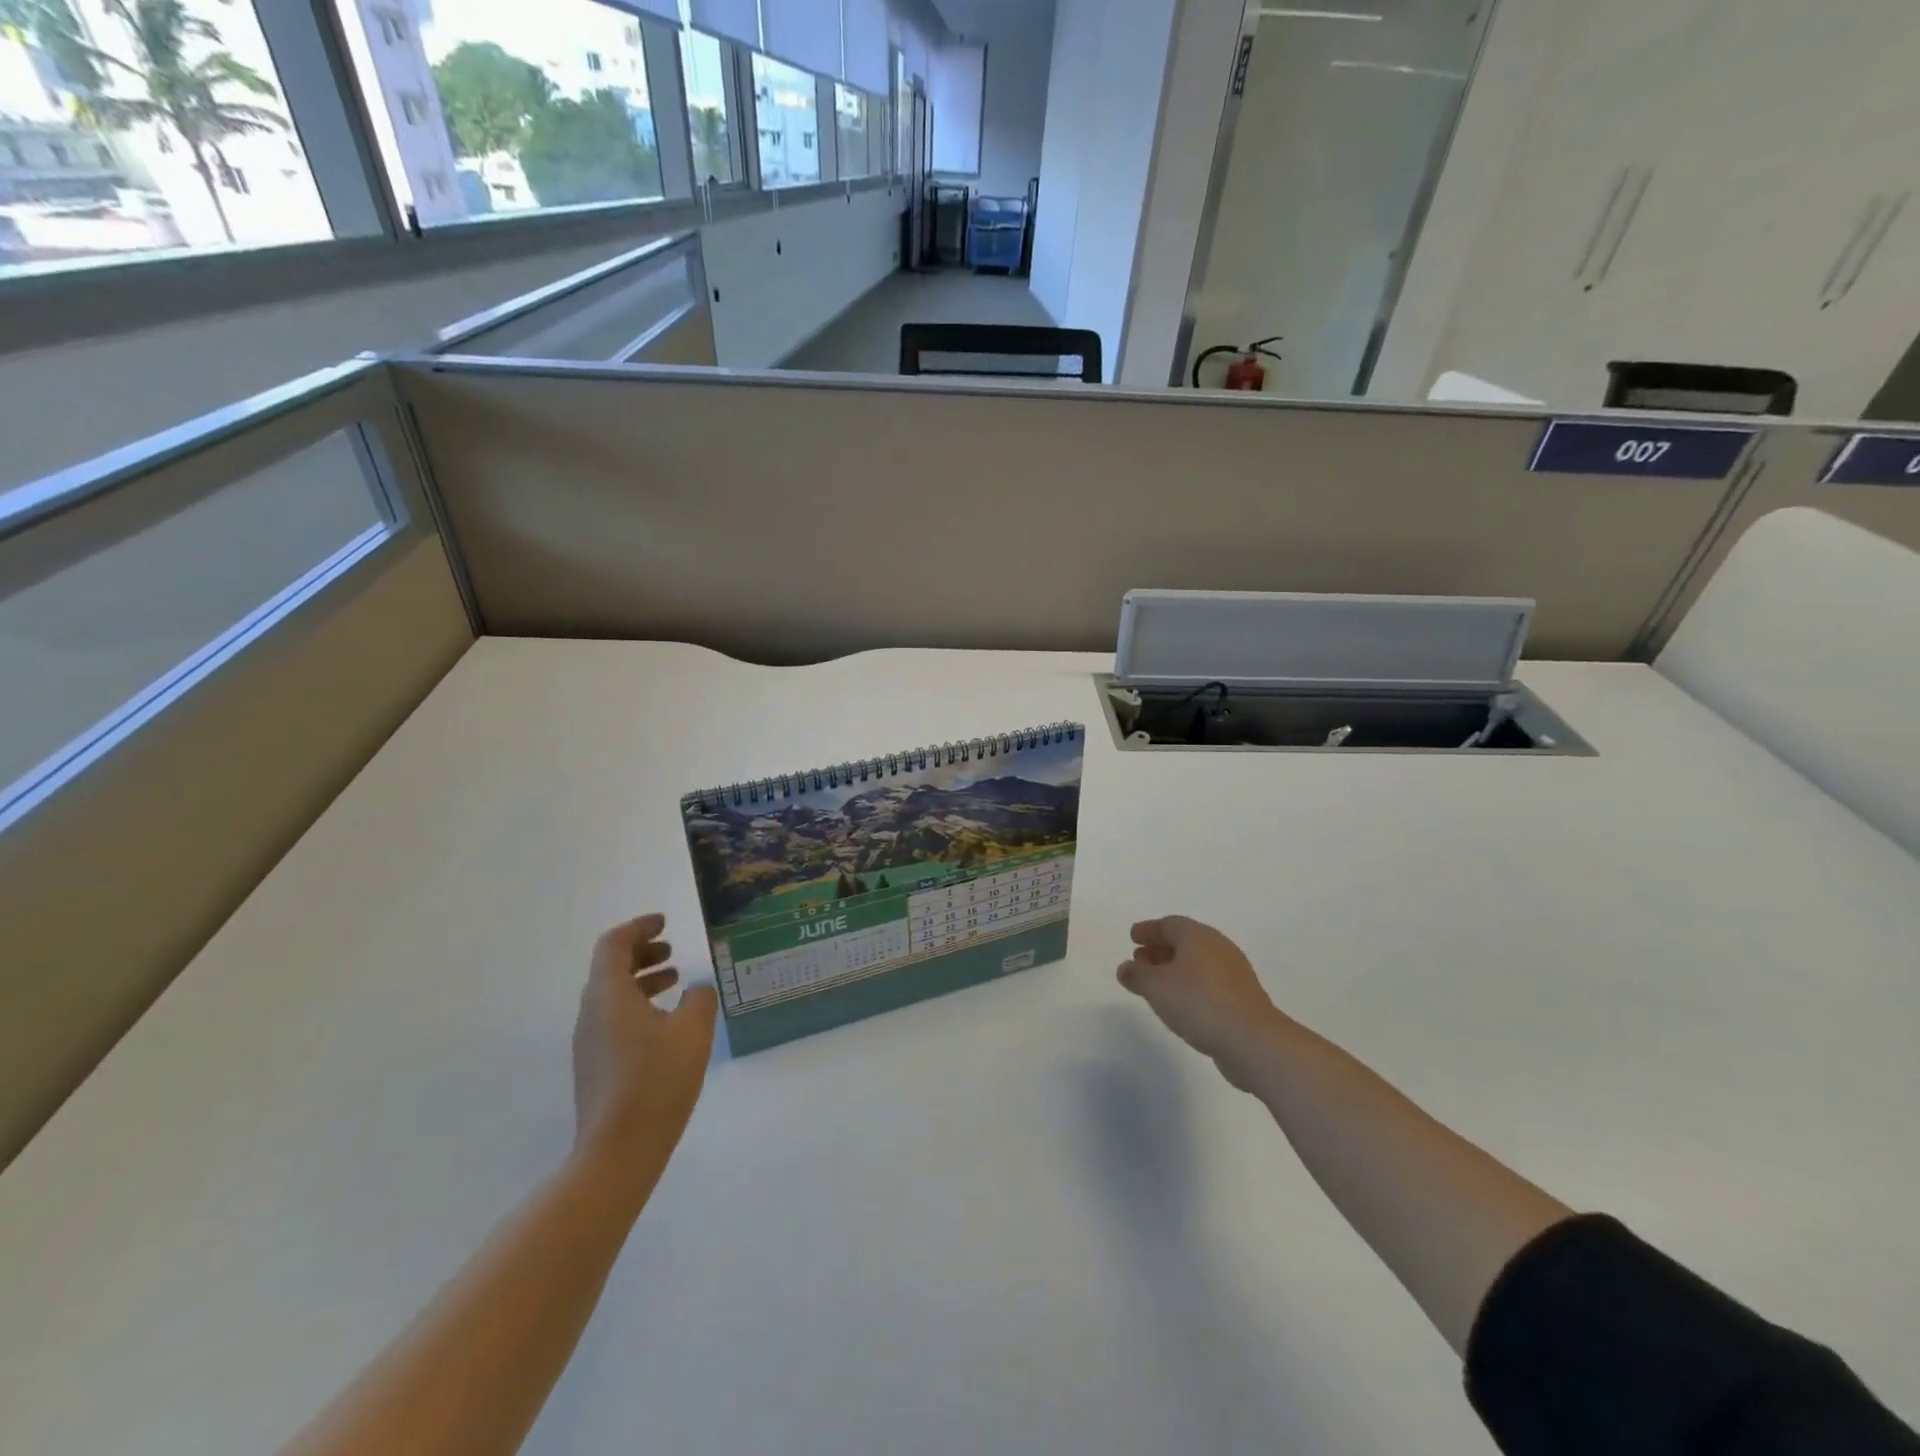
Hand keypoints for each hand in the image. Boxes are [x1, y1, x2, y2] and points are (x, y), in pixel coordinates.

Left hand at [572, 914, 718, 1173]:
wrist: (618, 1152)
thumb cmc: (656, 1082)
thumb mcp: (692, 1032)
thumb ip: (700, 999)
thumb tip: (698, 988)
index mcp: (609, 995)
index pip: (614, 944)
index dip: (639, 927)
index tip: (665, 922)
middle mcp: (591, 1013)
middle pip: (609, 967)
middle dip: (641, 952)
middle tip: (672, 949)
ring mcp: (589, 1042)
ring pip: (611, 994)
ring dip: (641, 978)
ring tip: (675, 980)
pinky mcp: (595, 1065)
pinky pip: (613, 1017)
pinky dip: (638, 1004)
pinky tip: (666, 1021)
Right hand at [1118, 916, 1285, 1089]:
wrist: (1251, 1040)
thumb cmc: (1198, 1002)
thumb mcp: (1156, 987)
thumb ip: (1137, 975)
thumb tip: (1126, 968)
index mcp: (1198, 936)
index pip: (1170, 924)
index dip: (1149, 930)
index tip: (1132, 937)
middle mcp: (1218, 948)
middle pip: (1185, 941)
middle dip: (1160, 949)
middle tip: (1140, 961)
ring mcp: (1234, 973)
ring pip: (1197, 963)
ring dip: (1174, 969)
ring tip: (1155, 985)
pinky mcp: (1242, 998)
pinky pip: (1208, 982)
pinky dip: (1190, 986)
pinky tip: (1180, 1003)